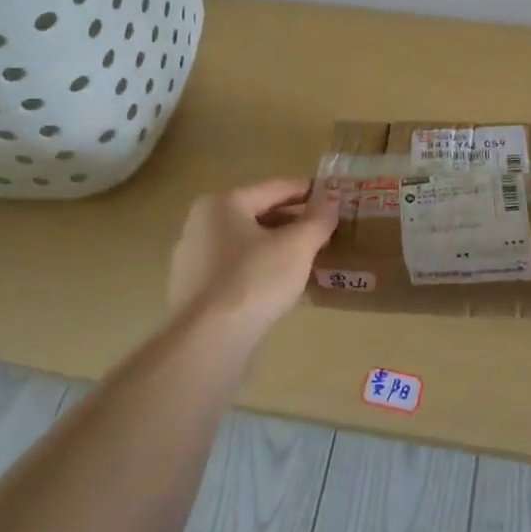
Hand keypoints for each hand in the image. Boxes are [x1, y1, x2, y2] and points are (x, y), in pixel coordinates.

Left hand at [167, 178, 338, 335]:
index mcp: (223, 203)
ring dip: (280, 248)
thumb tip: (331, 199)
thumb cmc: (254, 281)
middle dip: (295, 222)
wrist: (207, 343)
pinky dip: (262, 270)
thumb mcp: (297, 246)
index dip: (310, 192)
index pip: (276, 188)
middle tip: (328, 231)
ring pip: (249, 244)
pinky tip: (284, 285)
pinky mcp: (196, 291)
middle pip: (260, 215)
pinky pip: (237, 269)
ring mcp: (194, 259)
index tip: (336, 197)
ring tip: (311, 258)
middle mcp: (202, 224)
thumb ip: (318, 219)